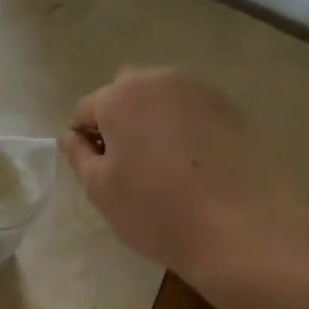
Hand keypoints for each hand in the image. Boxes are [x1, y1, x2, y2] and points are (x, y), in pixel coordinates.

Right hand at [60, 67, 308, 287]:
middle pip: (124, 95)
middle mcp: (159, 79)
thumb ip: (77, 154)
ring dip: (151, 122)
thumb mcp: (99, 189)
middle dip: (118, 122)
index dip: (83, 141)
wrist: (238, 228)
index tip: (96, 173)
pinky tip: (192, 165)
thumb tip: (71, 136)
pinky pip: (191, 111)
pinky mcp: (230, 108)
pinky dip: (183, 128)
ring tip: (162, 166)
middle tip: (128, 167)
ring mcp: (199, 90)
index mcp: (120, 95)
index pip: (84, 110)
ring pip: (160, 100)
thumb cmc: (155, 209)